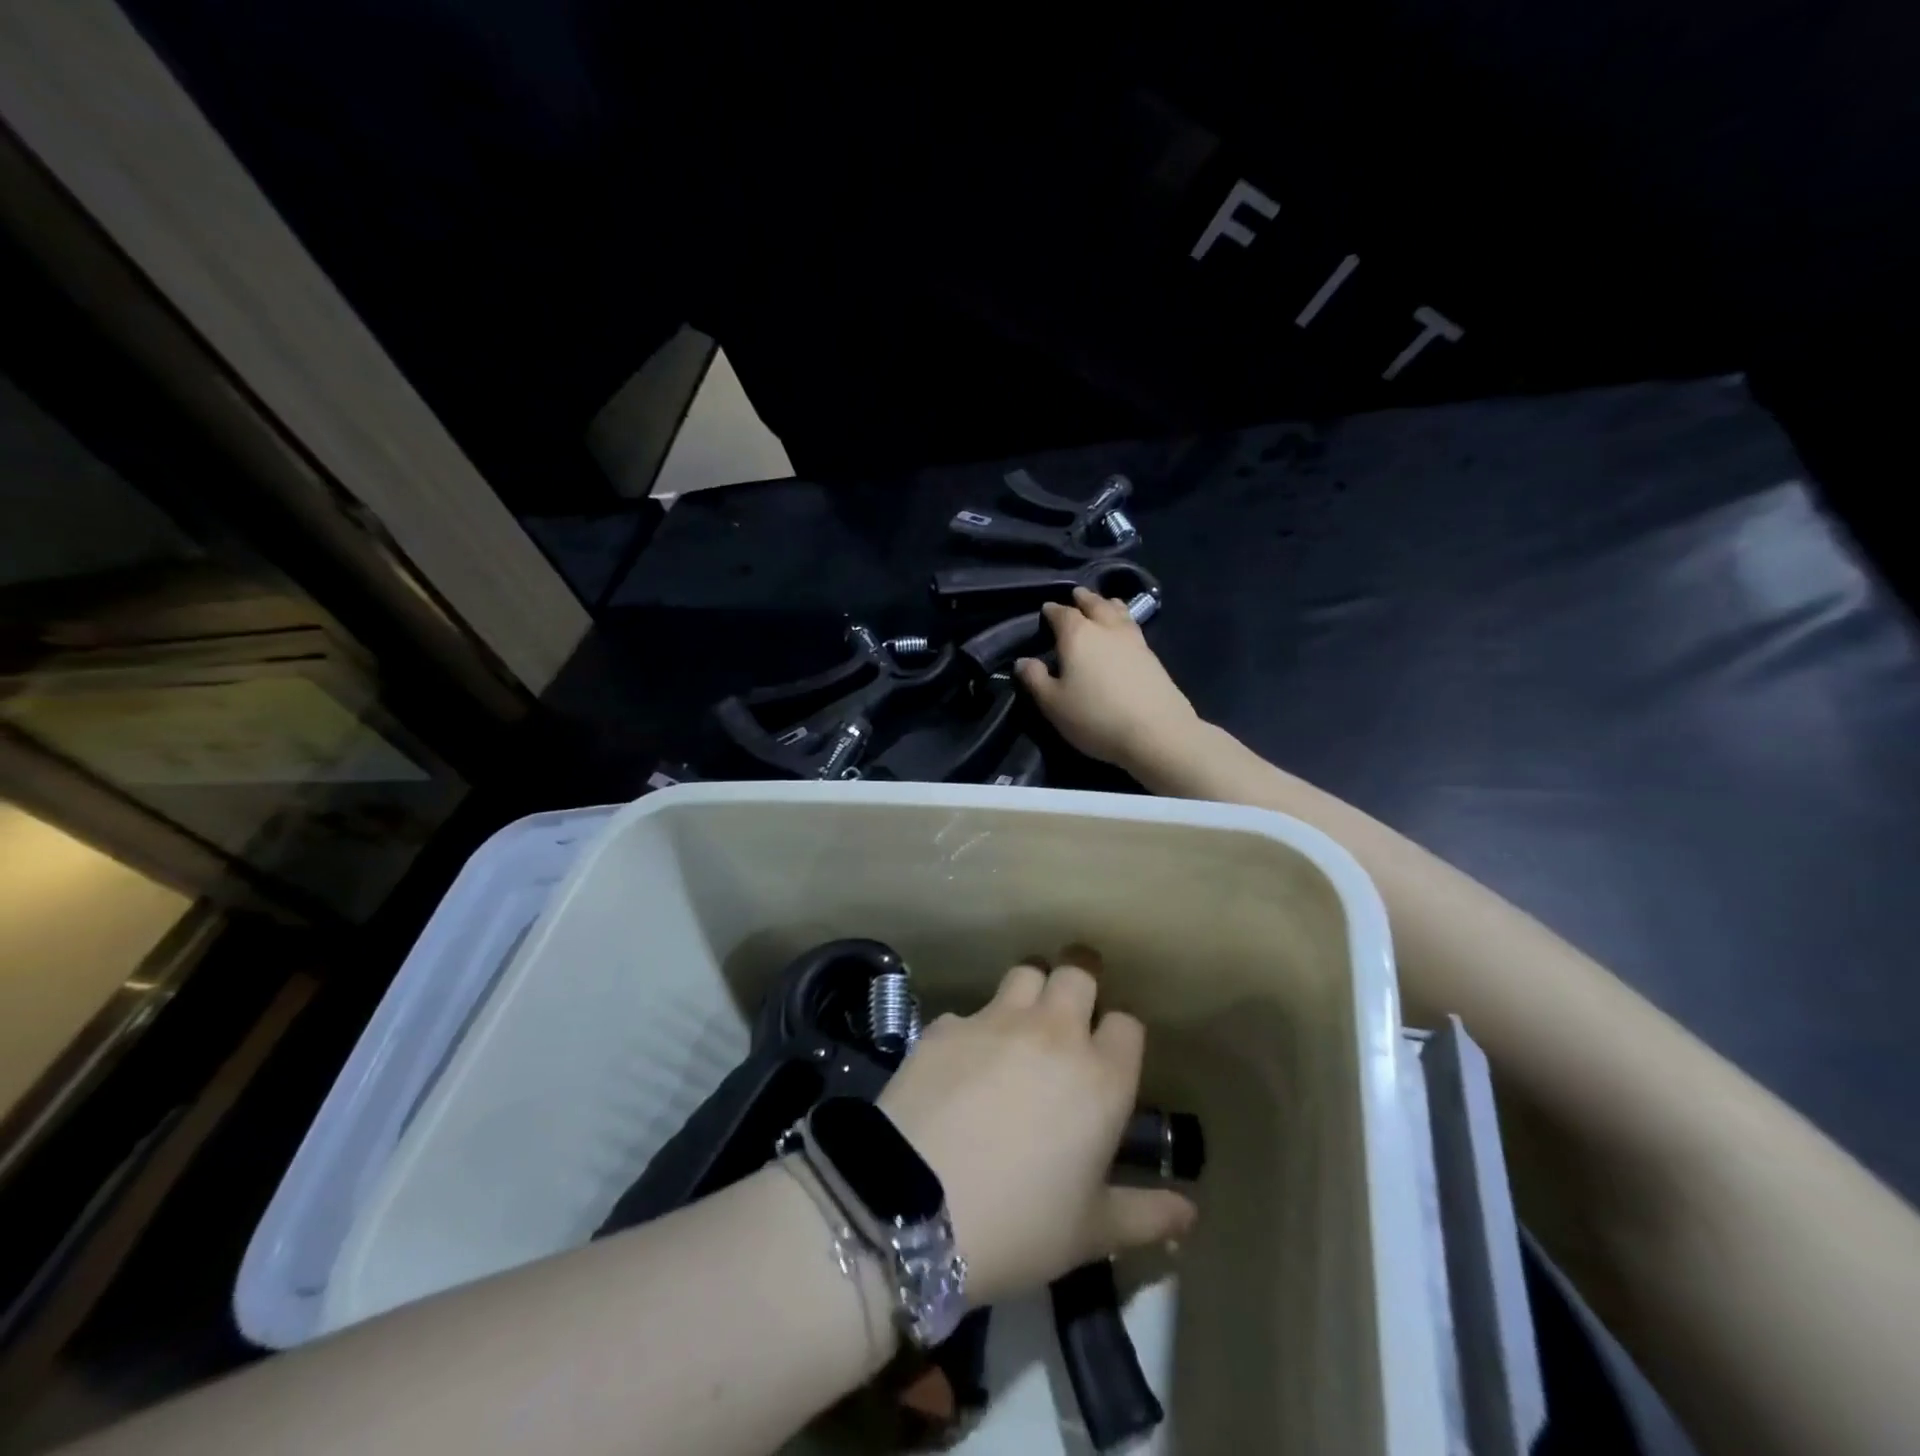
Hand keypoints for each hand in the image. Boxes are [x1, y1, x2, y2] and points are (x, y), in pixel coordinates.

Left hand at [877, 947, 1196, 1306]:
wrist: (913, 1207)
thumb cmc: (1017, 1225)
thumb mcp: (1089, 1233)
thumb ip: (1145, 1214)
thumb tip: (1190, 1212)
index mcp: (1100, 1078)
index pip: (1127, 1024)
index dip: (1119, 1036)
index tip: (1108, 1058)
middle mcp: (1053, 1033)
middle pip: (1078, 974)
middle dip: (1080, 985)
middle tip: (1070, 1012)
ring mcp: (995, 1021)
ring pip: (1025, 973)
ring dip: (1030, 990)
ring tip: (1021, 1022)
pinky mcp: (946, 1025)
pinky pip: (970, 1012)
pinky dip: (974, 1029)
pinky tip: (961, 1064)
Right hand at [1016, 588, 1199, 770]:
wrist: (1156, 732)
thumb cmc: (1095, 717)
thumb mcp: (1053, 704)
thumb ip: (1035, 679)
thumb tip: (1022, 661)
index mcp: (1077, 635)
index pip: (1061, 613)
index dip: (1052, 611)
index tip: (1046, 610)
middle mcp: (1106, 628)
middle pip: (1094, 604)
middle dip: (1083, 599)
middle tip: (1077, 594)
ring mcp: (1134, 640)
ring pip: (1119, 612)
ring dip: (1108, 604)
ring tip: (1104, 603)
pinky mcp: (1153, 656)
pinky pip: (1133, 626)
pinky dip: (1124, 620)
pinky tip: (1124, 629)